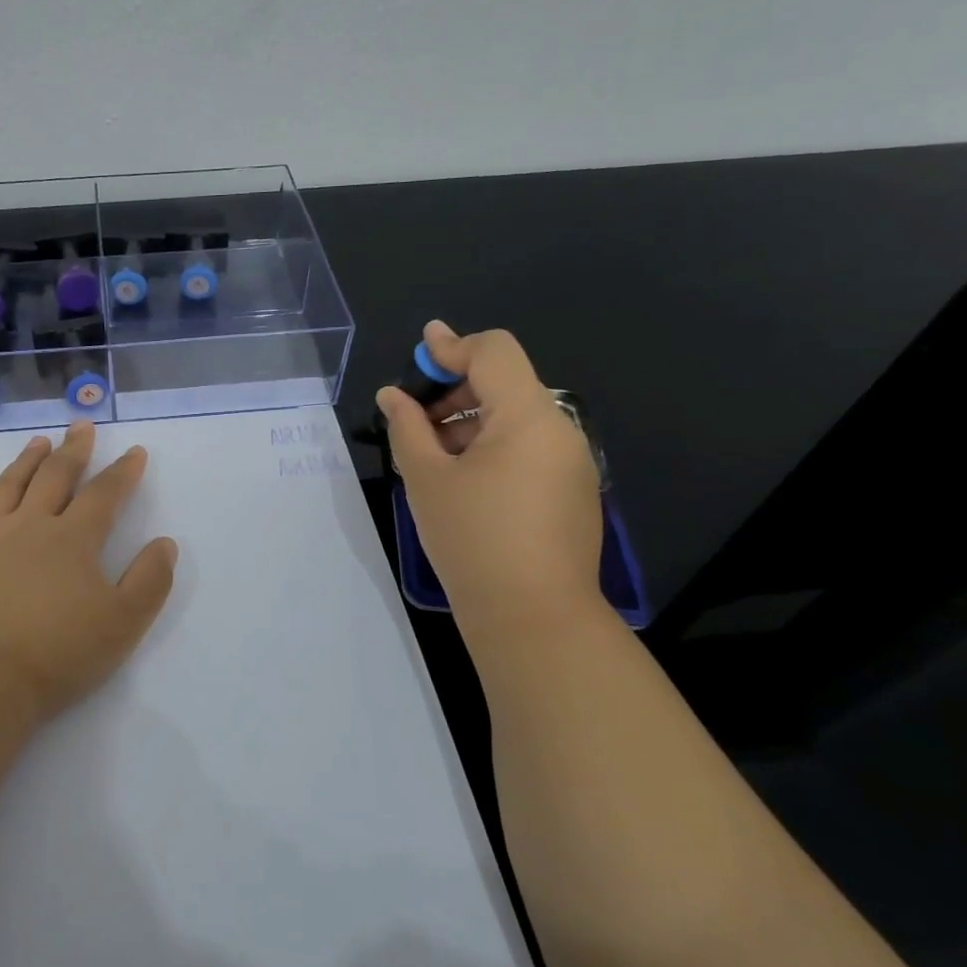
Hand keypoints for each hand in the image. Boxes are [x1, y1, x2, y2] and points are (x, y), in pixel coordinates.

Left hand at [0, 420, 178, 724]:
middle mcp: (30, 527)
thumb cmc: (55, 654)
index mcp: (73, 540)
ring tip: (39, 441)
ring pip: (9, 487)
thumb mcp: (122, 623)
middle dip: (74, 450)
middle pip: (55, 477)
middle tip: (82, 426)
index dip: (123, 472)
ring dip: (26, 461)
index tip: (134, 452)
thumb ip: (149, 581)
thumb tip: (165, 543)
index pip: (104, 495)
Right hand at [377, 323, 604, 634]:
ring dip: (471, 420)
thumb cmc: (473, 539)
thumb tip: (393, 395)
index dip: (451, 347)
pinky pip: (530, 448)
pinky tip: (463, 480)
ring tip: (431, 454)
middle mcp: (561, 430)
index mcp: (528, 416)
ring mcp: (573, 463)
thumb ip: (407, 426)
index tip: (417, 355)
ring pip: (517, 418)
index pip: (494, 351)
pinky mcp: (574, 492)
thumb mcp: (426, 478)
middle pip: (506, 382)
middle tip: (414, 417)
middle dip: (456, 388)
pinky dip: (493, 447)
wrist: (534, 619)